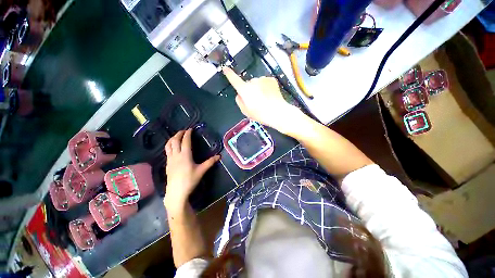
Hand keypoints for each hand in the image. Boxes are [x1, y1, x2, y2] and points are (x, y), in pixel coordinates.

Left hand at [164, 129, 219, 208]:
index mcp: (185, 155)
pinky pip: (167, 151)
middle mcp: (176, 155)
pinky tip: (173, 148)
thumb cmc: (190, 180)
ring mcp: (170, 159)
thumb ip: (210, 162)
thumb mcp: (201, 171)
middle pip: (175, 141)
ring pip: (168, 145)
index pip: (185, 141)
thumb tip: (219, 156)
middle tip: (183, 131)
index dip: (188, 134)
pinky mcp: (167, 164)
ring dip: (172, 139)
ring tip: (176, 136)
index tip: (190, 129)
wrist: (176, 192)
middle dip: (179, 134)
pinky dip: (169, 145)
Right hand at [223, 67, 302, 134]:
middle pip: (248, 84)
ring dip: (258, 88)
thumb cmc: (260, 114)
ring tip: (264, 99)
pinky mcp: (271, 79)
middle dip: (250, 90)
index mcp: (245, 90)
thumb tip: (239, 94)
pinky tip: (269, 95)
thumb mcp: (246, 111)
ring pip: (257, 83)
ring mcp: (263, 79)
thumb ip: (239, 101)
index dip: (229, 74)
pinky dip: (266, 87)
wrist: (278, 112)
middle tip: (256, 101)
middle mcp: (253, 81)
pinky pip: (265, 82)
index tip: (225, 68)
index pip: (234, 79)